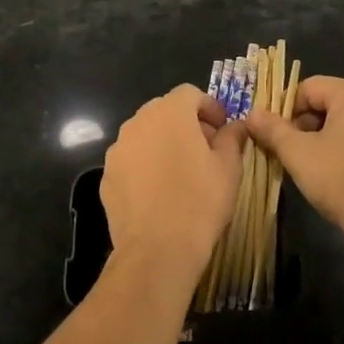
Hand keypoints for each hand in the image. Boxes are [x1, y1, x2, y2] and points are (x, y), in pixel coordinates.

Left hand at [100, 85, 242, 282]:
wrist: (157, 249)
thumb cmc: (200, 201)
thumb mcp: (229, 167)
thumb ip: (232, 138)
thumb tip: (236, 126)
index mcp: (169, 113)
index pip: (189, 93)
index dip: (209, 107)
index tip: (222, 130)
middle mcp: (138, 122)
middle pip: (165, 111)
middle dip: (186, 124)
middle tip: (206, 149)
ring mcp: (118, 149)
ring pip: (145, 135)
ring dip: (164, 143)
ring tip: (182, 172)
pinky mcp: (107, 175)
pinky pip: (131, 160)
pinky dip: (146, 166)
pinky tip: (160, 193)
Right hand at [244, 76, 343, 254]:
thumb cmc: (341, 179)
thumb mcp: (297, 153)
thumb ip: (272, 129)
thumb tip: (252, 114)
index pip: (308, 88)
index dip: (286, 110)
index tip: (276, 138)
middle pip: (329, 104)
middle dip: (306, 126)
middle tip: (292, 154)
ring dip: (326, 139)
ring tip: (315, 168)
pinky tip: (341, 177)